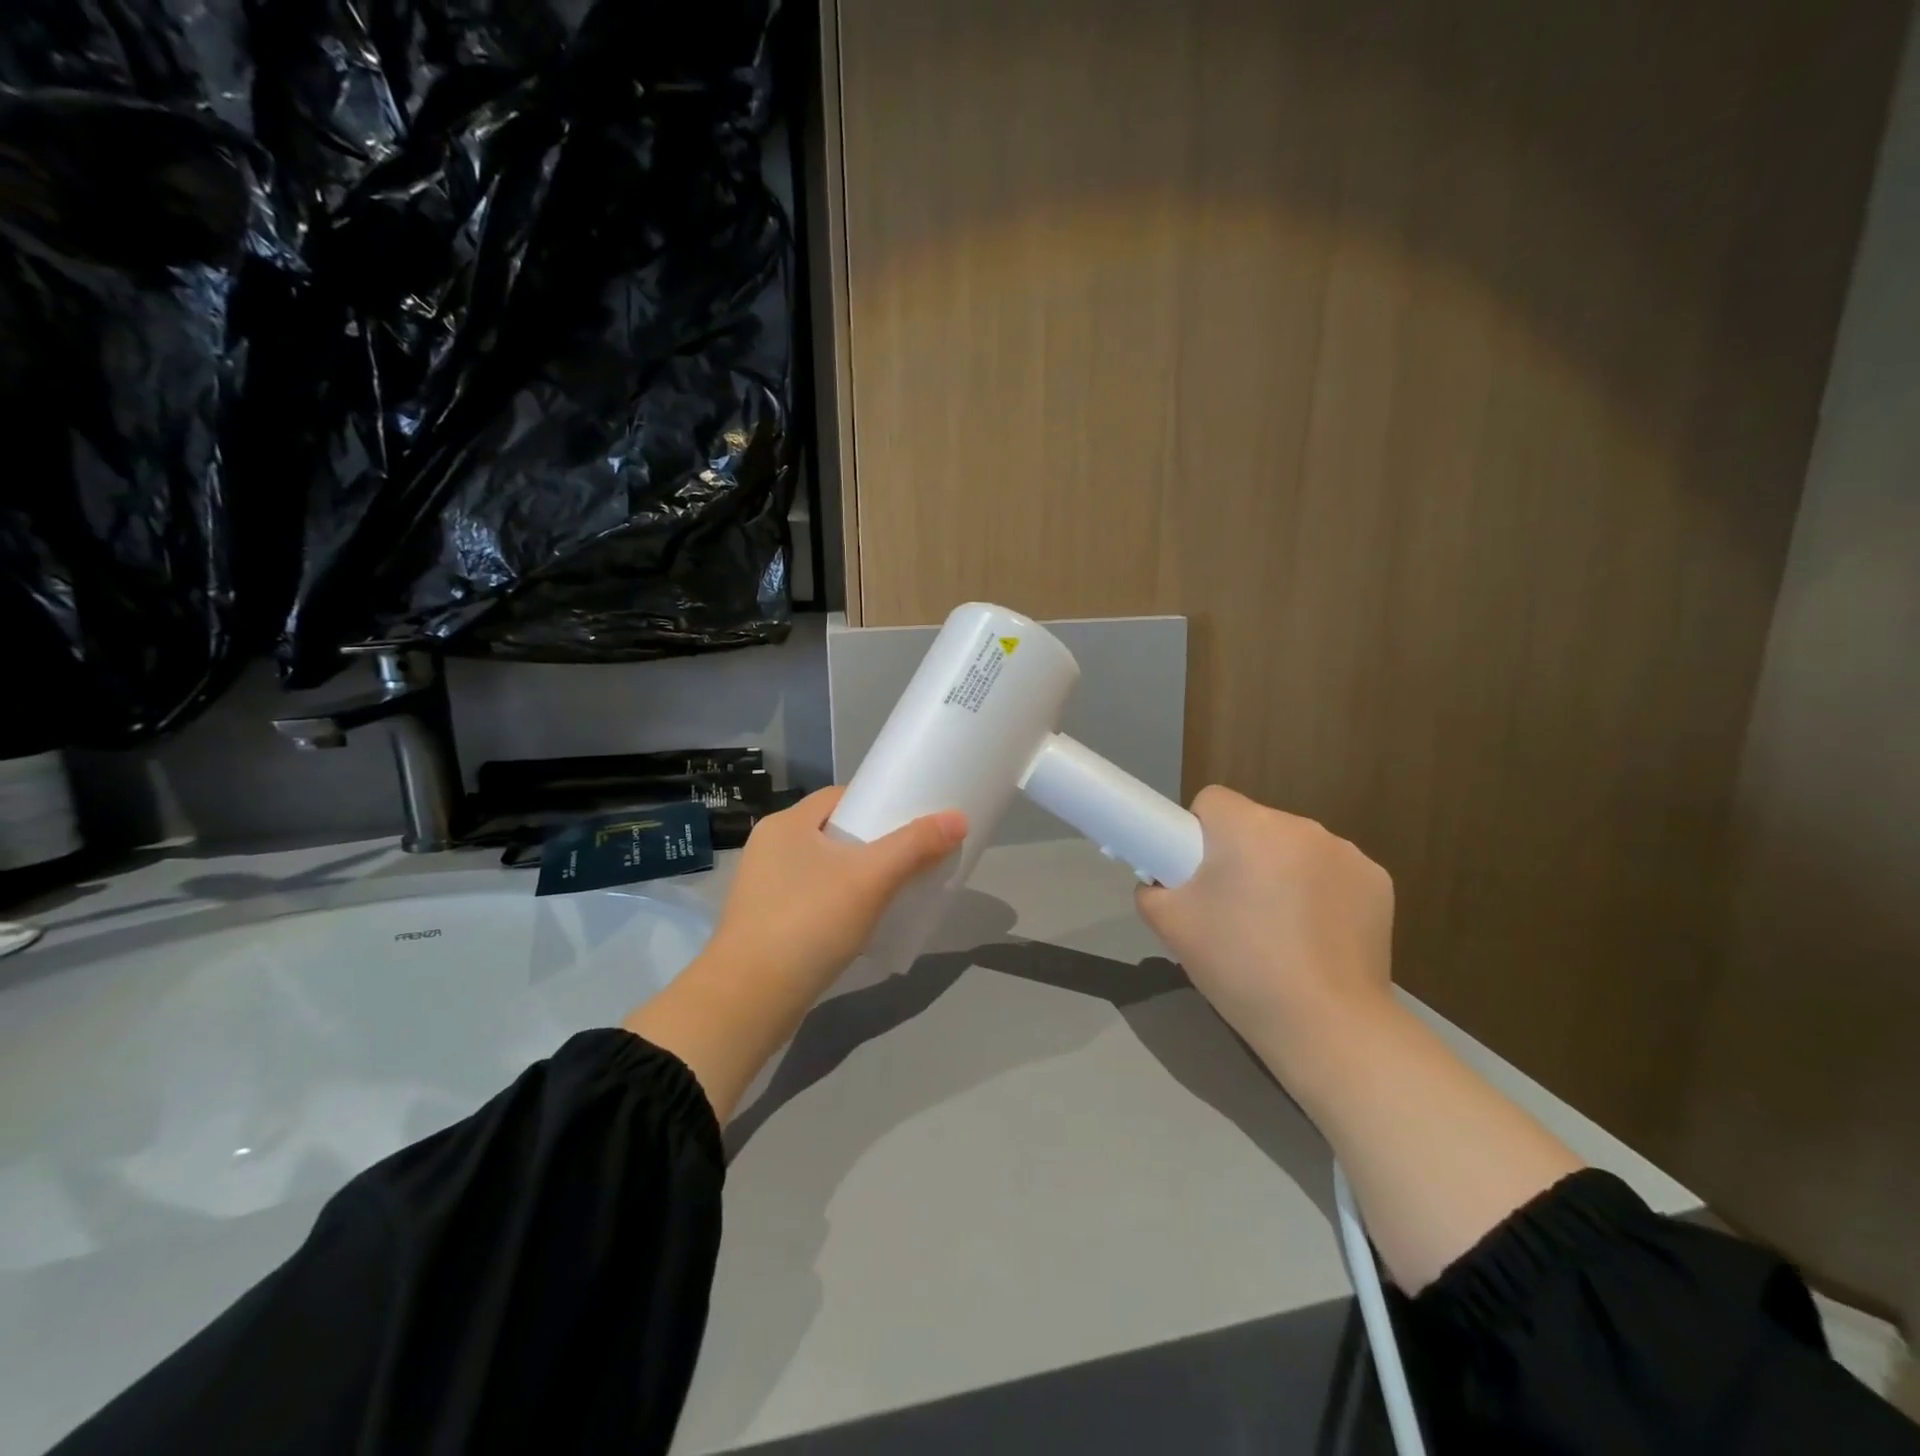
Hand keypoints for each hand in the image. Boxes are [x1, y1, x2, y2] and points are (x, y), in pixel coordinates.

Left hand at [624, 787, 965, 1119]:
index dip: (878, 802)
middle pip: (834, 831)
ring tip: (893, 889)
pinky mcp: (764, 921)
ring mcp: (763, 886)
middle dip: (873, 842)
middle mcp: (770, 847)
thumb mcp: (870, 880)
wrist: (748, 1001)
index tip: (911, 820)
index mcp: (785, 823)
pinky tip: (861, 921)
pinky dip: (838, 902)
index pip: (840, 796)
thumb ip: (915, 846)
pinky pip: (812, 897)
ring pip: (823, 867)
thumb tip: (958, 818)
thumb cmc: (808, 924)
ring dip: (856, 875)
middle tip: (910, 857)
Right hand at [1135, 786, 1394, 1089]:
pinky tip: (1317, 937)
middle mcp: (1301, 826)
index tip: (1198, 876)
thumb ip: (1151, 889)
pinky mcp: (1378, 882)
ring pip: (1294, 849)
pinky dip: (1320, 893)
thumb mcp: (1169, 926)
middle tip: (1232, 910)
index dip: (1197, 834)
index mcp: (1248, 827)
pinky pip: (1332, 873)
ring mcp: (1347, 853)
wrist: (1326, 1026)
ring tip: (1278, 931)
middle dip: (1241, 855)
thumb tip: (1161, 881)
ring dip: (1281, 872)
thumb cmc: (1239, 966)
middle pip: (1255, 825)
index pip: (1212, 801)